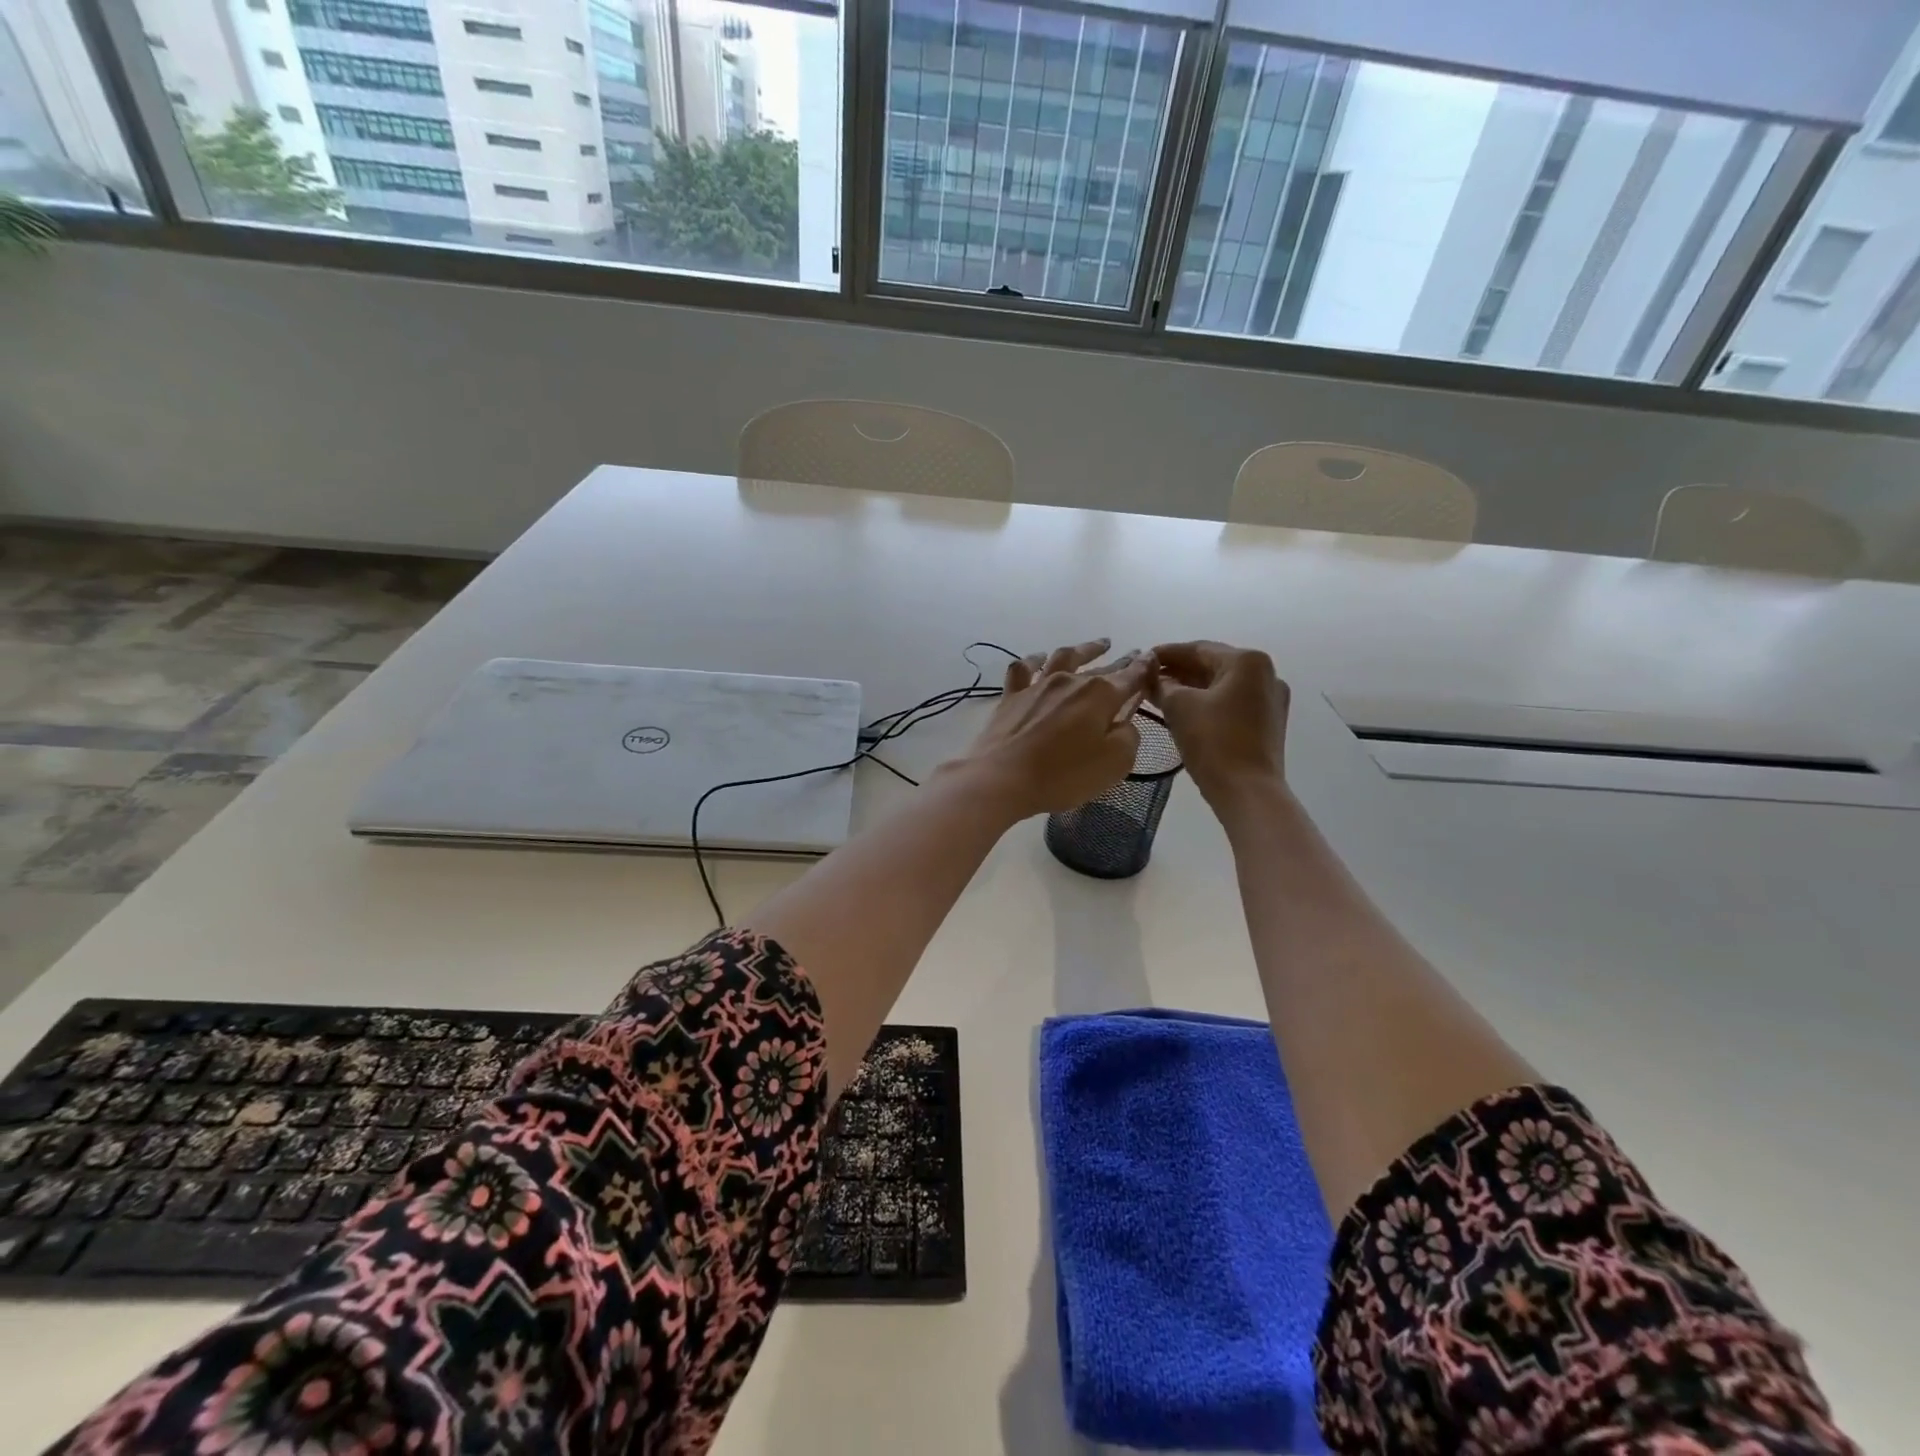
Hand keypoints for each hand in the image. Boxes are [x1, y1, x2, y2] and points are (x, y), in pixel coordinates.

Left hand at [953, 639, 1154, 820]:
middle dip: (1120, 661)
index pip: (1131, 676)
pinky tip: (1040, 658)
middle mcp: (1071, 681)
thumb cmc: (1063, 774)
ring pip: (1064, 657)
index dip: (1144, 668)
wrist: (1001, 778)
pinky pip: (1024, 668)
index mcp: (1101, 695)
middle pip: (1101, 667)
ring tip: (1098, 645)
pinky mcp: (1012, 696)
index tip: (1153, 659)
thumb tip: (1125, 721)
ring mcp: (1038, 685)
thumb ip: (1128, 737)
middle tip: (1133, 654)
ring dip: (1085, 649)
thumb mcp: (1114, 763)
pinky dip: (1035, 660)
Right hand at [1150, 640, 1289, 808]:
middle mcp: (1266, 674)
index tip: (1141, 659)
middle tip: (1147, 678)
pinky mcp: (1268, 723)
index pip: (1198, 649)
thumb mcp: (1179, 707)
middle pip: (1212, 665)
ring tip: (1159, 694)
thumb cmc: (1214, 741)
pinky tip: (1183, 711)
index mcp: (1247, 661)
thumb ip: (1163, 684)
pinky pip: (1231, 702)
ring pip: (1222, 685)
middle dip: (1178, 671)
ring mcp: (1270, 700)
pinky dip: (1207, 702)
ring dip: (1191, 687)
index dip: (1166, 654)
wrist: (1248, 791)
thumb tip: (1153, 676)